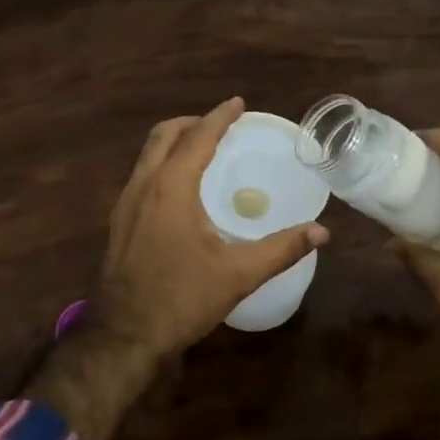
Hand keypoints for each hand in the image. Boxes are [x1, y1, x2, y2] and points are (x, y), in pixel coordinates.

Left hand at [87, 97, 329, 361]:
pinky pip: (140, 176)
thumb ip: (281, 249)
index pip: (198, 137)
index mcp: (171, 188)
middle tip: (220, 126)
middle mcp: (143, 186)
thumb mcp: (238, 275)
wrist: (124, 335)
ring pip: (147, 155)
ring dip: (174, 142)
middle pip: (163, 135)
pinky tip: (179, 190)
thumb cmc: (181, 299)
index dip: (220, 117)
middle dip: (192, 122)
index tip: (238, 103)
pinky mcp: (118, 223)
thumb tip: (322, 232)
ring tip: (202, 150)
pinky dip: (161, 165)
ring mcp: (124, 204)